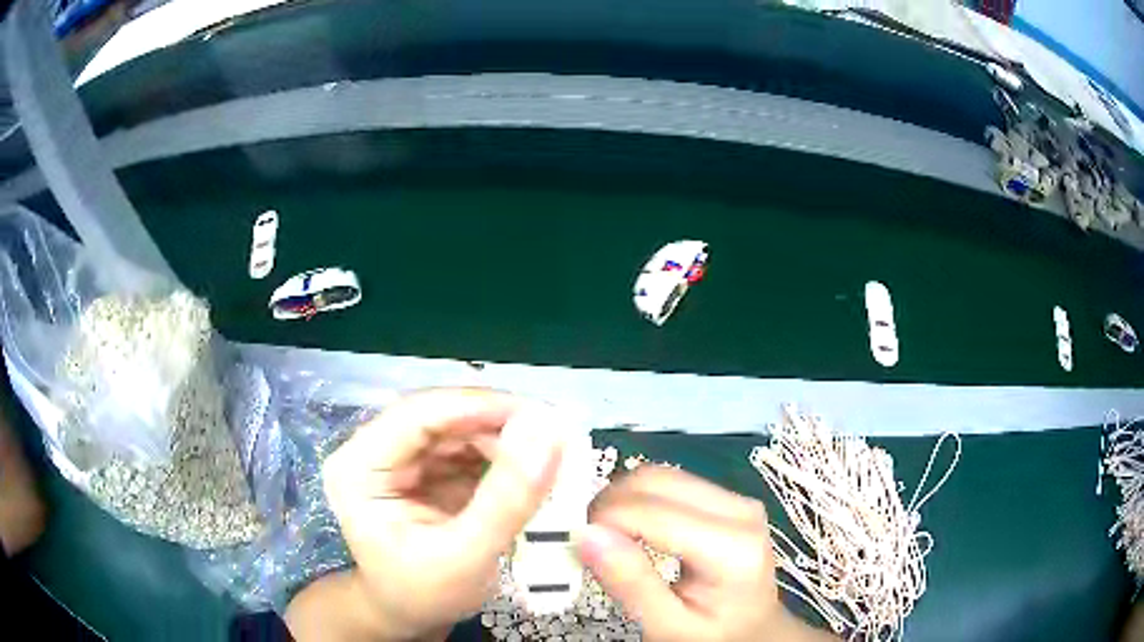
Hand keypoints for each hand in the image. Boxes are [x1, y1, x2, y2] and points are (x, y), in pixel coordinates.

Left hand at [315, 388, 565, 639]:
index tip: (542, 416)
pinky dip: (503, 456)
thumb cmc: (425, 594)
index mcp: (360, 468)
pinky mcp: (425, 468)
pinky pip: (468, 448)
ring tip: (551, 456)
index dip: (479, 407)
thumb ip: (507, 499)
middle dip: (499, 425)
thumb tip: (548, 433)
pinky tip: (532, 470)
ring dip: (506, 439)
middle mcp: (374, 451)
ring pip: (458, 428)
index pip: (417, 415)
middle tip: (556, 439)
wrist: (409, 615)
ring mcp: (400, 458)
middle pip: (441, 416)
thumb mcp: (466, 556)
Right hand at [577, 466, 833, 641]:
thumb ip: (631, 583)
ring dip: (622, 499)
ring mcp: (736, 499)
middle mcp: (740, 510)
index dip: (604, 520)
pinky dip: (639, 500)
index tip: (576, 545)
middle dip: (609, 504)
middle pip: (657, 481)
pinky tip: (631, 529)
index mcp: (733, 548)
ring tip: (606, 537)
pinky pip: (671, 483)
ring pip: (661, 475)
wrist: (754, 631)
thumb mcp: (668, 626)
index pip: (654, 512)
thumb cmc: (712, 635)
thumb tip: (585, 534)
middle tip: (586, 541)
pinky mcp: (727, 498)